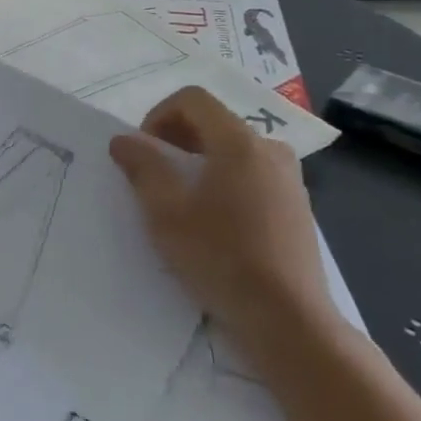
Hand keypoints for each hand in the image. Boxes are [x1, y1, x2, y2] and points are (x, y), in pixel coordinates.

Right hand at [109, 88, 335, 355]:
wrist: (288, 320)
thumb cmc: (220, 256)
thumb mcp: (165, 211)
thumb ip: (142, 166)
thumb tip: (124, 140)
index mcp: (240, 142)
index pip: (192, 100)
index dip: (157, 116)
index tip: (141, 152)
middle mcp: (270, 150)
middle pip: (213, 123)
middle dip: (175, 140)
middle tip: (151, 175)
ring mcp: (289, 180)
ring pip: (232, 151)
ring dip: (198, 162)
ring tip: (178, 200)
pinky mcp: (296, 208)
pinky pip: (250, 176)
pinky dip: (223, 183)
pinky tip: (211, 223)